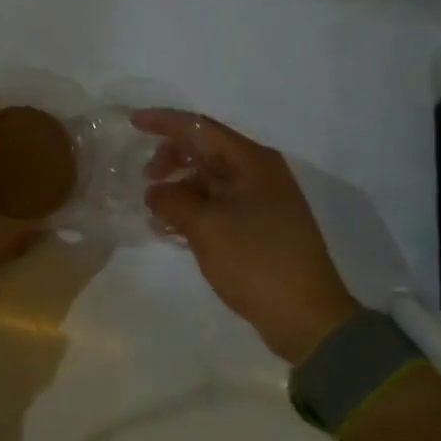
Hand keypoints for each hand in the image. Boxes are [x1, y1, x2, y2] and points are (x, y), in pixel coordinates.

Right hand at [136, 110, 360, 363]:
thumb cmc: (256, 261)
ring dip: (180, 187)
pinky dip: (194, 208)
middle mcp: (259, 172)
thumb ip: (173, 201)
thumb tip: (154, 192)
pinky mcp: (261, 226)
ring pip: (211, 179)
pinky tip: (172, 227)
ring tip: (155, 210)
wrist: (307, 318)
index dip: (164, 122)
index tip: (132, 123)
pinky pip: (219, 203)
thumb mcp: (206, 227)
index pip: (200, 127)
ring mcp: (263, 200)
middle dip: (171, 158)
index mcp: (252, 161)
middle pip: (206, 150)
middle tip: (146, 179)